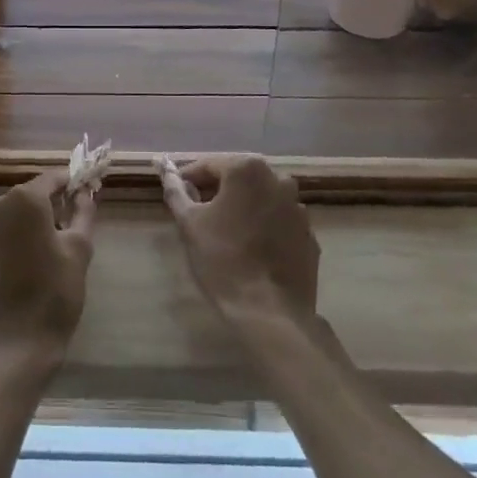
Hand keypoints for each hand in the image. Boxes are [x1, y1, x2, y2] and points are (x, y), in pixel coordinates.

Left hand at [0, 172, 94, 377]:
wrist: (10, 350)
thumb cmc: (53, 296)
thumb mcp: (79, 251)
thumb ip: (83, 213)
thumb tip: (84, 193)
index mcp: (25, 200)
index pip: (50, 180)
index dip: (66, 185)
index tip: (78, 194)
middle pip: (22, 199)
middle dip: (40, 210)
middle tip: (57, 235)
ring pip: (0, 219)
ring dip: (14, 229)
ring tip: (29, 258)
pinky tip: (6, 273)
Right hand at [160, 154, 319, 328]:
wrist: (270, 313)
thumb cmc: (223, 260)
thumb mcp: (189, 223)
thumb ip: (176, 191)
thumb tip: (167, 172)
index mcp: (247, 170)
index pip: (209, 165)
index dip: (189, 179)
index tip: (178, 196)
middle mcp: (278, 179)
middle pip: (238, 178)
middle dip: (217, 191)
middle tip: (198, 213)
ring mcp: (298, 208)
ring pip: (260, 199)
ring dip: (242, 208)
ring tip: (225, 233)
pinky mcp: (309, 235)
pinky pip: (279, 222)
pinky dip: (264, 227)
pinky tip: (251, 249)